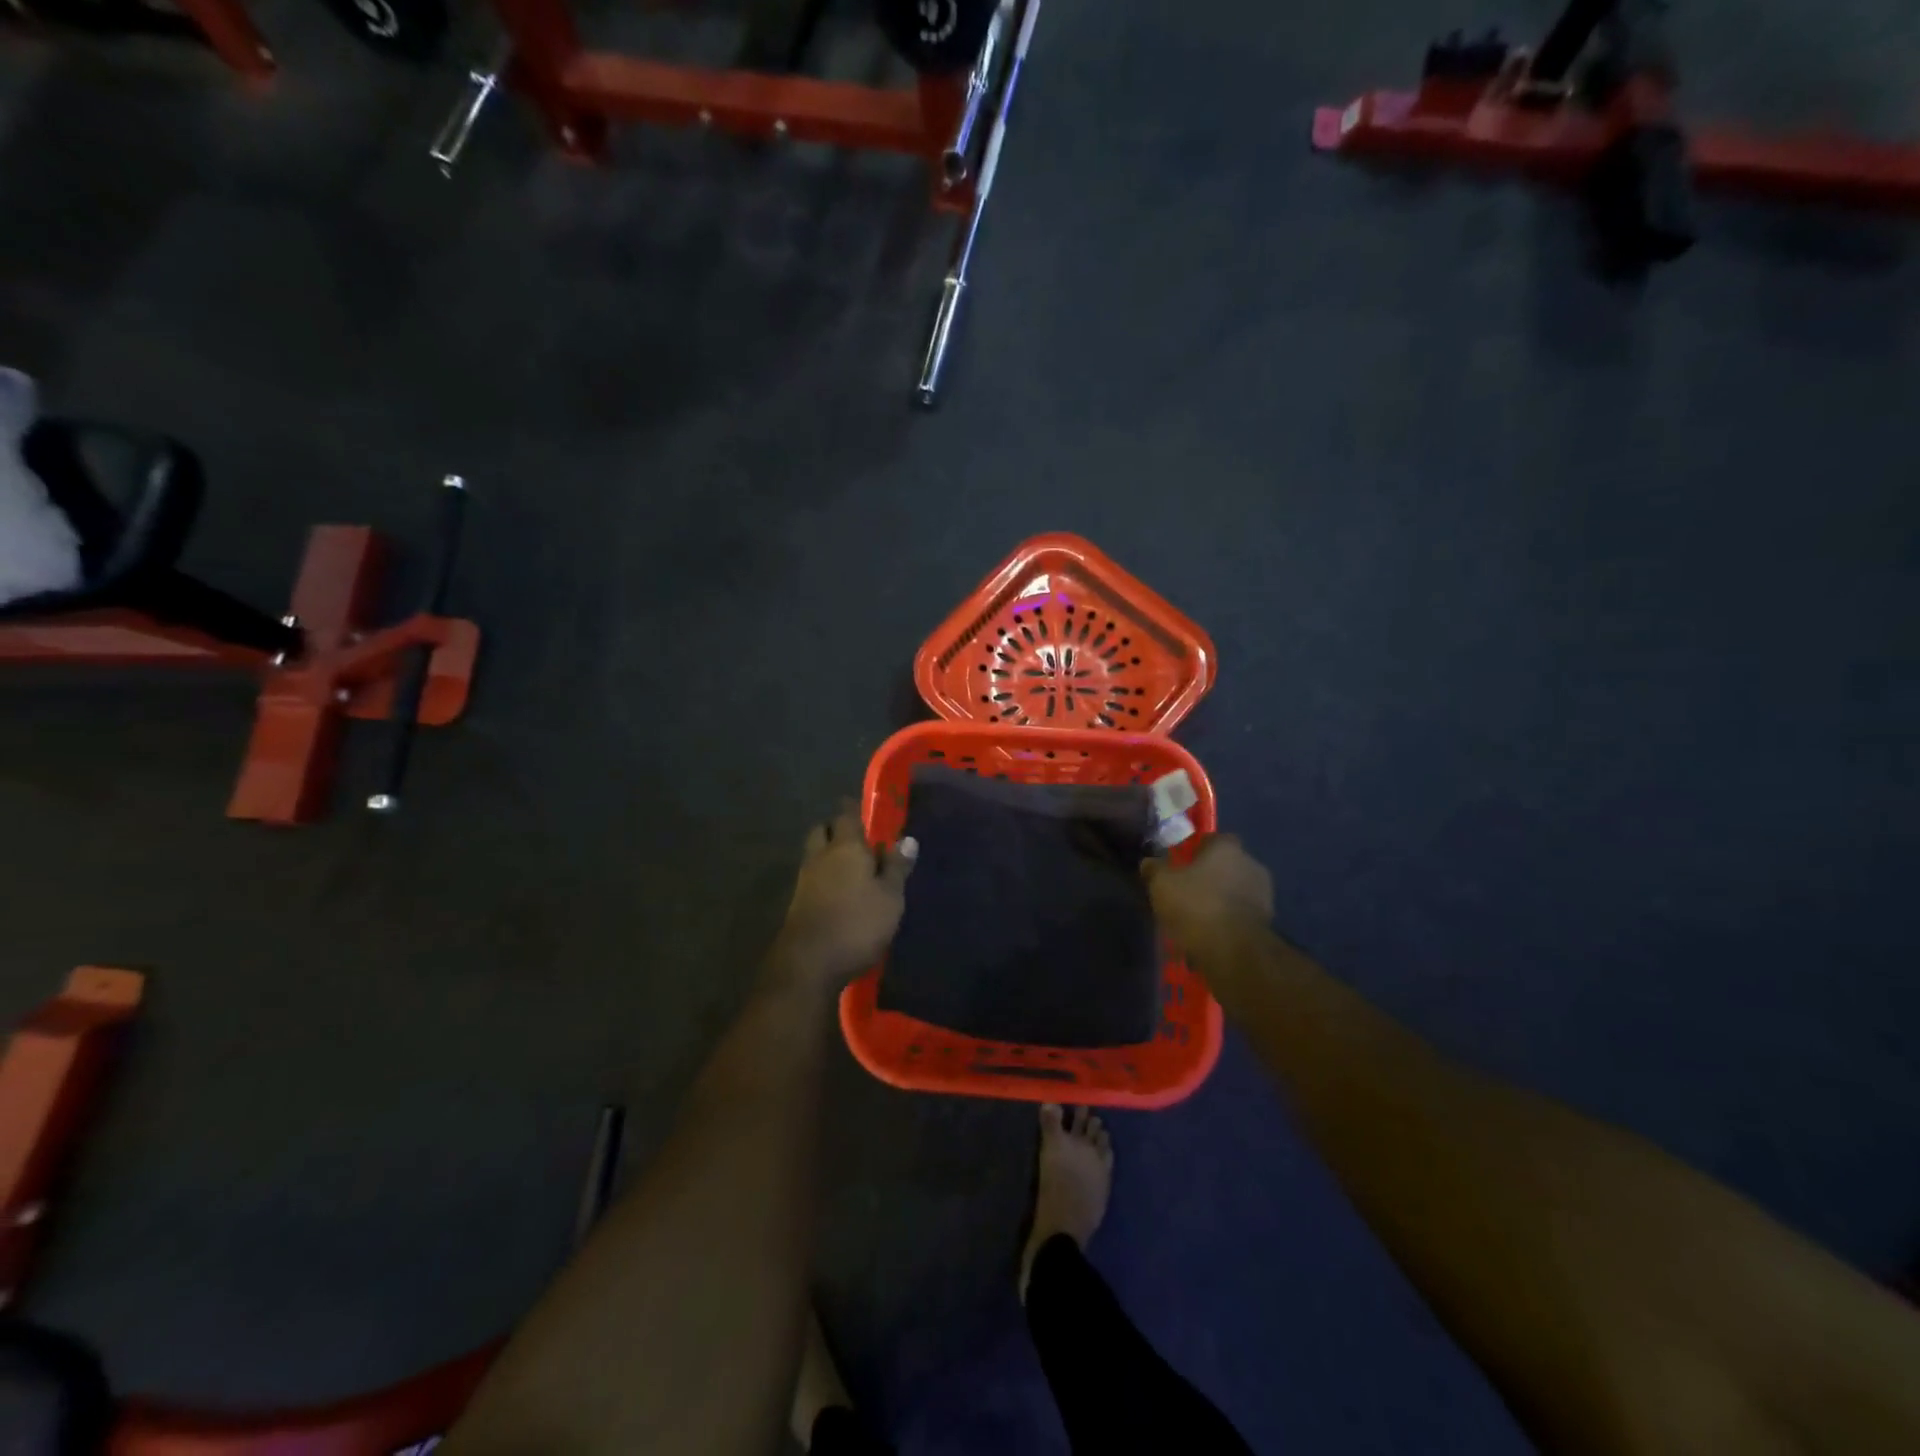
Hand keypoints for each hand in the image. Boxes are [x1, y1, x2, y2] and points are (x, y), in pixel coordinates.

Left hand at [772, 803, 916, 988]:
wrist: (809, 963)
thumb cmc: (857, 923)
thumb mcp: (890, 897)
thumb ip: (896, 867)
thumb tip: (907, 839)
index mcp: (846, 847)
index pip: (846, 815)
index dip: (854, 809)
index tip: (863, 808)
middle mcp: (820, 856)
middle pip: (823, 830)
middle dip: (837, 829)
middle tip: (857, 838)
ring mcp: (805, 880)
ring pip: (815, 854)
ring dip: (829, 855)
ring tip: (851, 868)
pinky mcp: (797, 904)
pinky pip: (812, 878)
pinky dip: (824, 878)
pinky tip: (839, 893)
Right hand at [1142, 835, 1272, 954]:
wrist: (1235, 951)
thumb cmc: (1196, 906)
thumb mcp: (1161, 884)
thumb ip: (1154, 868)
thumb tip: (1149, 862)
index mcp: (1227, 848)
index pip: (1213, 838)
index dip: (1196, 849)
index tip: (1180, 863)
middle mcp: (1251, 864)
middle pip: (1226, 864)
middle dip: (1209, 875)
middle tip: (1187, 890)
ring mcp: (1263, 894)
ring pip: (1235, 890)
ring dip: (1220, 898)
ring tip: (1198, 917)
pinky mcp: (1268, 922)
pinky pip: (1241, 913)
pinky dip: (1229, 919)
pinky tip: (1212, 933)